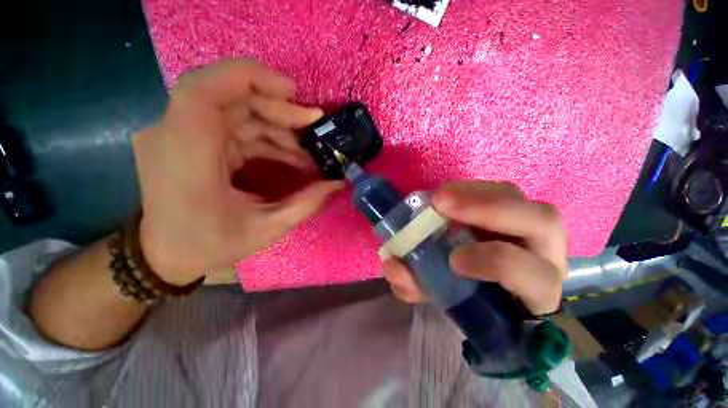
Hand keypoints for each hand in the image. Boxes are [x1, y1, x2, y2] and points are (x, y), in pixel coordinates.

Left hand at [133, 59, 342, 285]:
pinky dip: (266, 136)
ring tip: (307, 153)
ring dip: (277, 126)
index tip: (292, 91)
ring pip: (236, 110)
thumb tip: (337, 183)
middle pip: (230, 97)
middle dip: (279, 109)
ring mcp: (180, 134)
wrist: (165, 253)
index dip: (249, 78)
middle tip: (314, 128)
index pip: (202, 91)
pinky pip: (235, 126)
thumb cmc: (209, 245)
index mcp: (186, 158)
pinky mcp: (192, 139)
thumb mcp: (266, 229)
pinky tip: (289, 154)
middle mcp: (175, 136)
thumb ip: (306, 204)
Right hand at [382, 181, 566, 314]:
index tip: (453, 260)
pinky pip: (497, 190)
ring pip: (517, 197)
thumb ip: (416, 285)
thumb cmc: (468, 296)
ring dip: (474, 193)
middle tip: (440, 203)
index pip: (536, 277)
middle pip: (541, 221)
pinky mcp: (512, 208)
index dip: (495, 263)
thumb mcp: (440, 297)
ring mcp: (529, 224)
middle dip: (487, 209)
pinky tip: (447, 195)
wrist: (483, 283)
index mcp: (536, 291)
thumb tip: (391, 265)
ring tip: (439, 197)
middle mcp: (544, 254)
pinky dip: (469, 189)